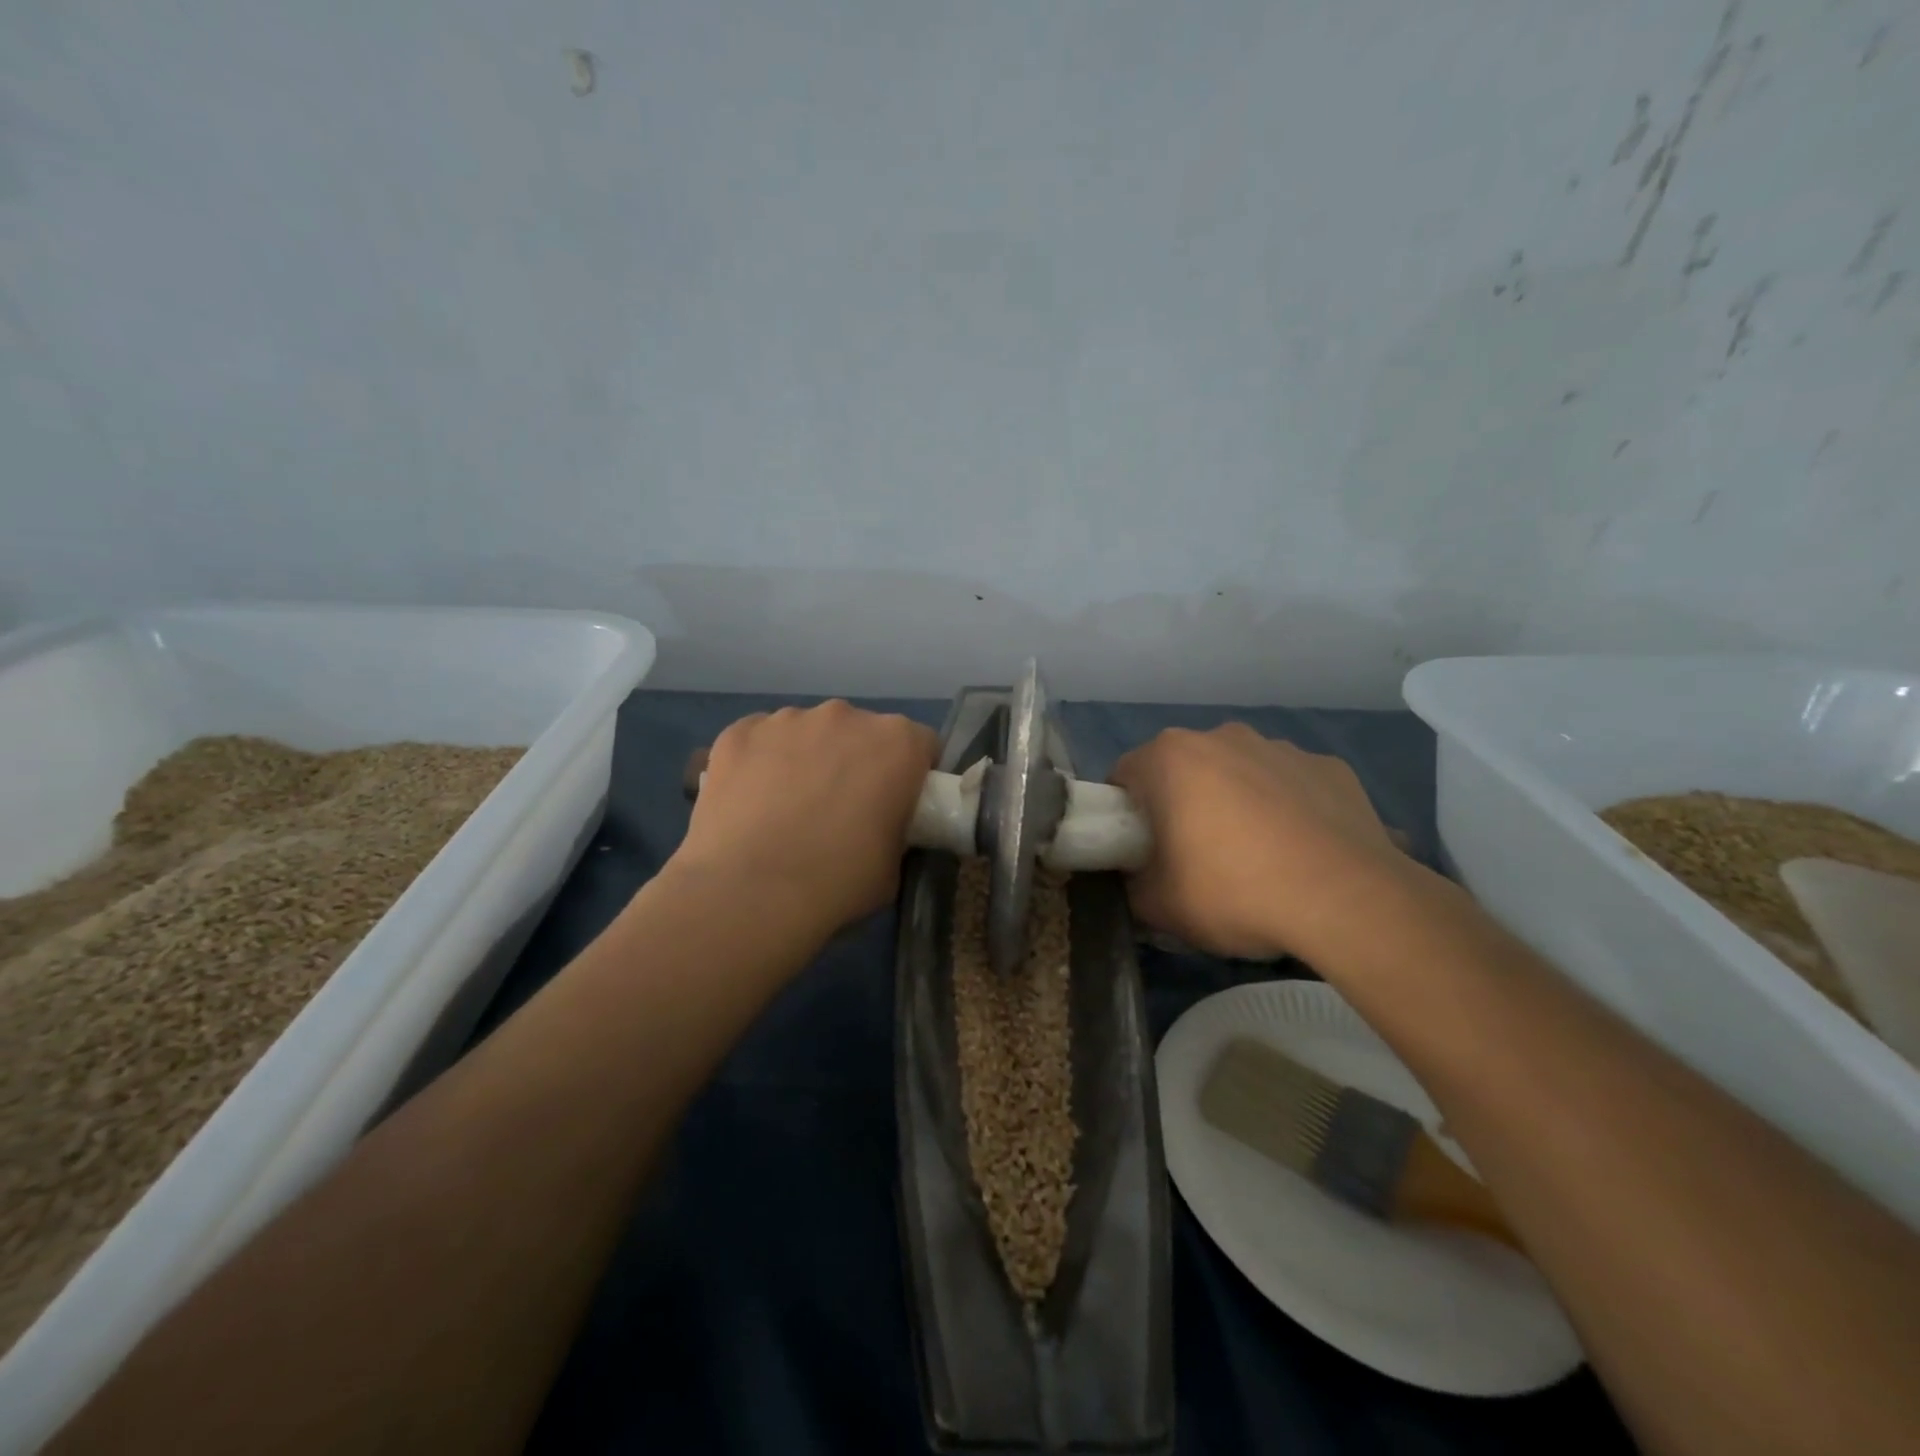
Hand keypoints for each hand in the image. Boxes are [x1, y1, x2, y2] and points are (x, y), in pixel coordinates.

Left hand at [671, 701, 938, 934]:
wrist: (748, 893)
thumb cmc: (836, 882)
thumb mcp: (893, 864)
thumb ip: (895, 827)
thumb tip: (880, 824)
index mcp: (897, 743)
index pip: (921, 745)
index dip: (912, 775)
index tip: (897, 804)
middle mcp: (846, 715)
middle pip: (862, 732)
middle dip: (857, 761)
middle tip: (841, 810)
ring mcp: (788, 718)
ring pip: (809, 732)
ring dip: (808, 758)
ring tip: (788, 809)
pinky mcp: (740, 731)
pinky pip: (761, 740)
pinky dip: (761, 762)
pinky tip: (751, 803)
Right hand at [1108, 723, 1429, 961]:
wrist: (1345, 900)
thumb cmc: (1233, 891)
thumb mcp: (1157, 906)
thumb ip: (1130, 886)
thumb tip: (1136, 880)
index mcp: (1170, 757)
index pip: (1124, 777)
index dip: (1125, 816)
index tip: (1140, 852)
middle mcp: (1222, 737)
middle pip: (1183, 770)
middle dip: (1181, 804)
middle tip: (1194, 858)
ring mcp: (1281, 747)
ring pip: (1239, 772)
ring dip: (1236, 802)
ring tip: (1257, 857)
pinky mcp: (1330, 766)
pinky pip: (1291, 785)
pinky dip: (1287, 809)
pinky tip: (1302, 852)